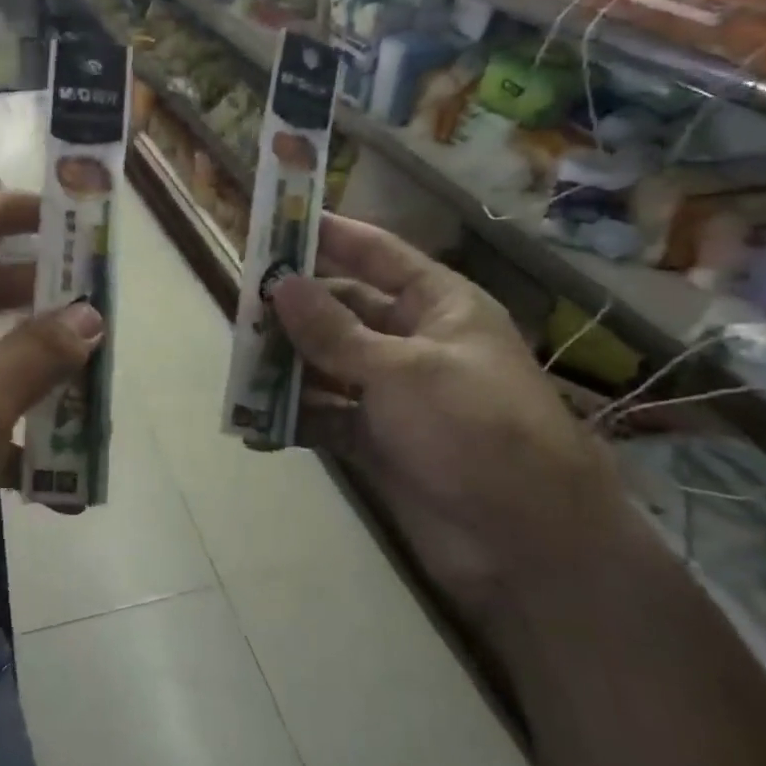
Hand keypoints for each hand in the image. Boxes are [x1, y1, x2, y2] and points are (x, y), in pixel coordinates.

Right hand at [272, 213, 624, 624]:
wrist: (527, 545)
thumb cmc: (475, 430)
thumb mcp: (402, 370)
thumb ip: (334, 330)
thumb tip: (280, 283)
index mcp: (437, 306)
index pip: (377, 253)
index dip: (330, 234)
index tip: (278, 220)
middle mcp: (412, 341)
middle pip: (342, 309)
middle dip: (294, 307)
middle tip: (239, 303)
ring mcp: (392, 393)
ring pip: (326, 363)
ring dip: (286, 364)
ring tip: (238, 362)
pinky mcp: (375, 440)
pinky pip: (324, 415)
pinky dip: (294, 417)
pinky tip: (256, 422)